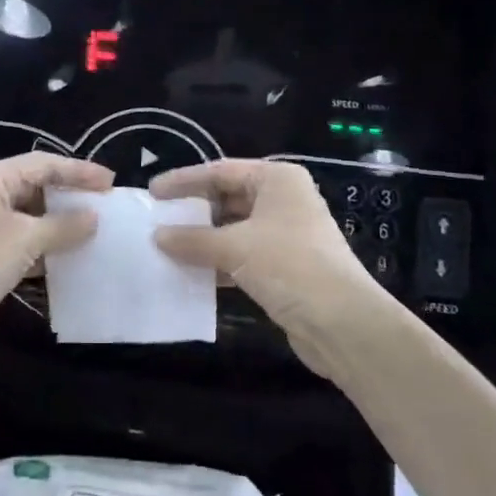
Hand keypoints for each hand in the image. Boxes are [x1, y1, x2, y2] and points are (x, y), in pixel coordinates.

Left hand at [0, 154, 112, 375]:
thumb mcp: (24, 239)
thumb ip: (63, 225)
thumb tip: (94, 217)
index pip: (42, 164)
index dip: (78, 171)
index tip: (111, 182)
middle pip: (36, 188)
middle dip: (70, 197)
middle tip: (106, 207)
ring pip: (31, 219)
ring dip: (60, 227)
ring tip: (97, 234)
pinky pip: (23, 246)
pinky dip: (46, 251)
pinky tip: (71, 262)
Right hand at [151, 160, 377, 376]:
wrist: (343, 324)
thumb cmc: (290, 266)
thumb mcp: (235, 248)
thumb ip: (194, 240)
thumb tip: (157, 236)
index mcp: (277, 180)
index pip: (220, 171)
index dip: (184, 181)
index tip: (152, 192)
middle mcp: (283, 200)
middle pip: (227, 198)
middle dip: (193, 211)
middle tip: (157, 219)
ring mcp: (285, 234)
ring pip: (234, 229)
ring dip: (203, 239)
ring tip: (166, 245)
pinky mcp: (284, 266)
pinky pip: (242, 255)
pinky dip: (218, 261)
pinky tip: (191, 272)